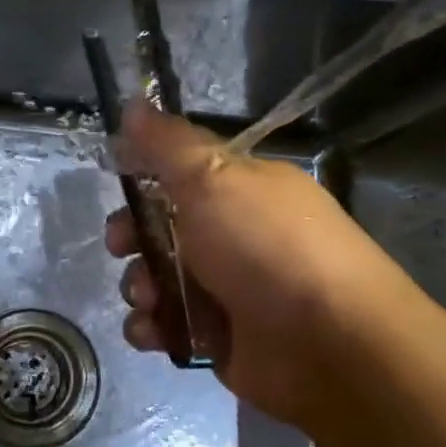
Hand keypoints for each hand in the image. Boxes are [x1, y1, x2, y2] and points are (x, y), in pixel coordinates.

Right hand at [105, 103, 406, 430]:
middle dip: (130, 236)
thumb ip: (167, 143)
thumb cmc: (265, 246)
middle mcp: (235, 236)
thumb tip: (133, 103)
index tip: (117, 181)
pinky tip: (153, 331)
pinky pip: (168, 327)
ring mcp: (227, 290)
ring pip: (158, 279)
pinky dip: (152, 328)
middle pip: (162, 228)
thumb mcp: (213, 178)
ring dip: (138, 285)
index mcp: (241, 190)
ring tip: (147, 297)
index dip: (145, 174)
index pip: (182, 173)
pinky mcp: (219, 339)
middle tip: (121, 245)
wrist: (328, 343)